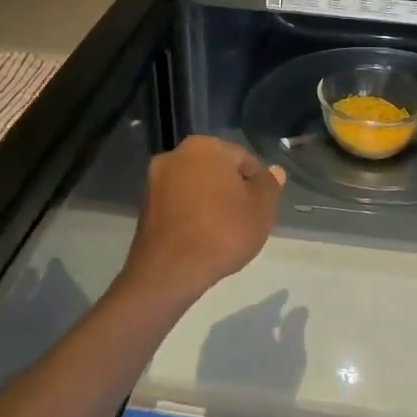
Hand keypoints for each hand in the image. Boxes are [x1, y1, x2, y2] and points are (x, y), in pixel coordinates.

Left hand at [120, 136, 284, 304]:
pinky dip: (190, 215)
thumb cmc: (223, 232)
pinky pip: (177, 204)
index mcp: (205, 146)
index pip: (243, 159)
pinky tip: (200, 238)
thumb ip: (269, 185)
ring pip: (195, 187)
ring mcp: (154, 181)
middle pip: (216, 170)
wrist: (170, 270)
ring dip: (209, 202)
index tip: (259, 208)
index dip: (256, 184)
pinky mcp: (144, 206)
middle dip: (230, 190)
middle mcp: (175, 155)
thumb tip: (273, 171)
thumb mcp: (261, 208)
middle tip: (243, 220)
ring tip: (221, 233)